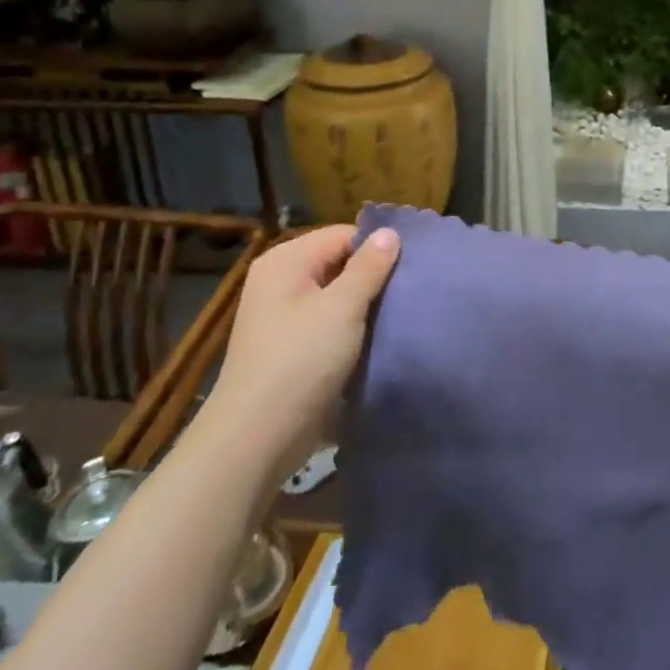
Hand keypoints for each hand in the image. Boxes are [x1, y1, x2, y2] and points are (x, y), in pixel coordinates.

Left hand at [198, 224, 398, 483]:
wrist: (257, 437)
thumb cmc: (301, 360)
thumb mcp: (343, 307)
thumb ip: (369, 267)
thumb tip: (390, 232)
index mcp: (286, 261)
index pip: (343, 235)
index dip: (377, 247)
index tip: (412, 267)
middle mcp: (280, 281)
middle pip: (339, 262)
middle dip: (373, 276)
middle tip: (410, 290)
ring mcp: (282, 316)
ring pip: (337, 295)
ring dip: (365, 305)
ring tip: (399, 313)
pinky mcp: (290, 346)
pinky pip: (329, 322)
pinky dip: (351, 327)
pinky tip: (377, 338)